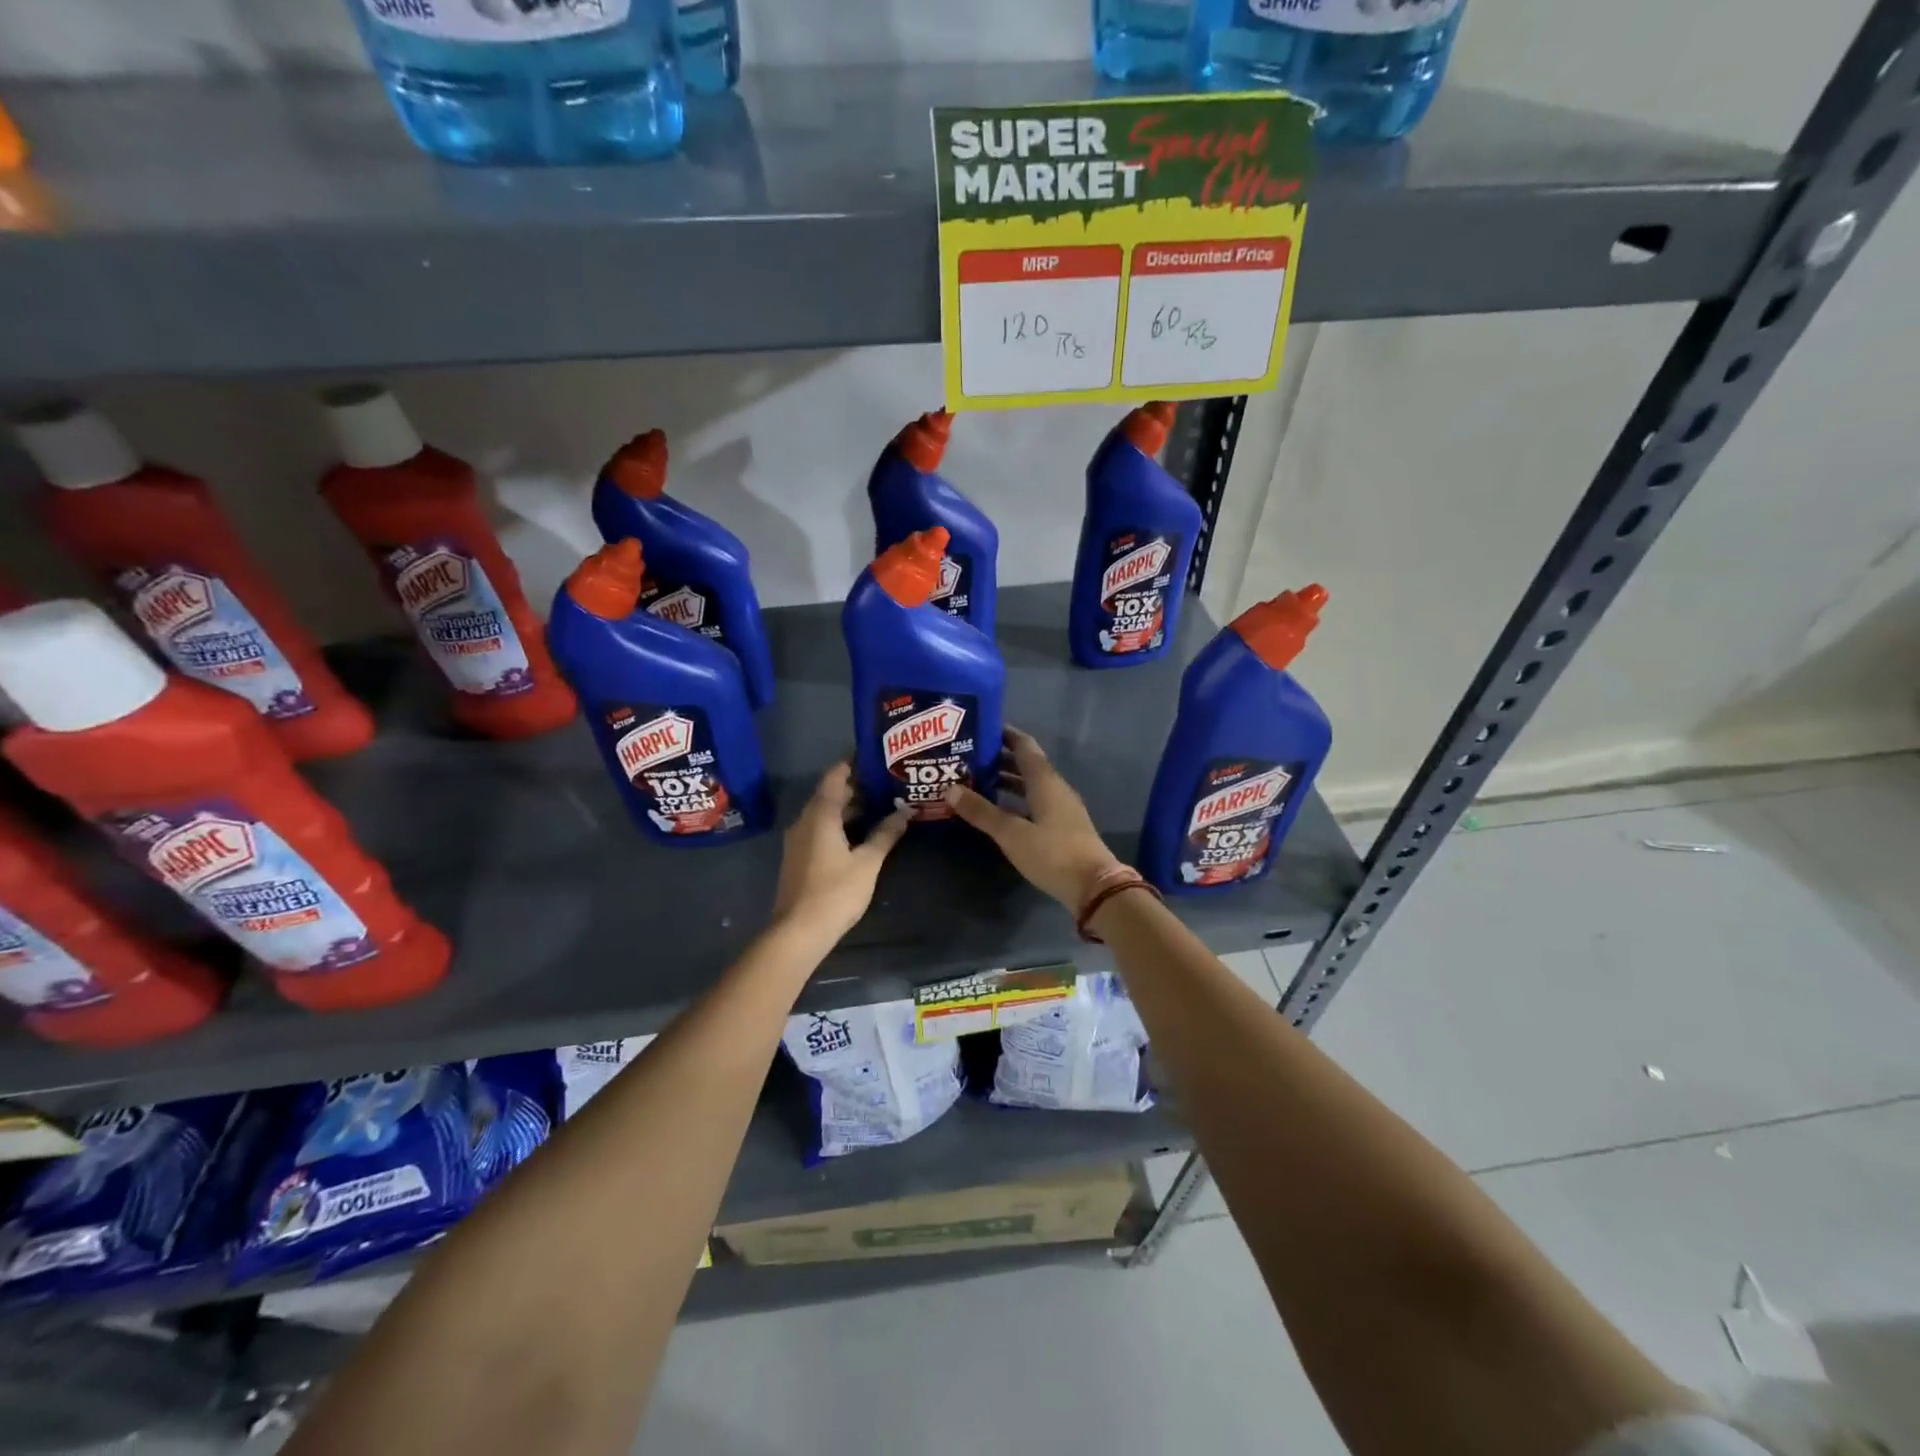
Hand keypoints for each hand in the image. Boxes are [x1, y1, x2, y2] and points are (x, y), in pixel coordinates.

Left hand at [771, 763, 910, 943]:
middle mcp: (805, 820)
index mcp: (820, 814)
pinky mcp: (798, 856)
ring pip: (825, 812)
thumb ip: (886, 834)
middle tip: (887, 782)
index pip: (836, 776)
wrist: (798, 931)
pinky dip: (840, 823)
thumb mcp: (868, 862)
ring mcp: (798, 839)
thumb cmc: (835, 892)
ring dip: (849, 807)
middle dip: (857, 786)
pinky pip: (820, 828)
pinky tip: (861, 832)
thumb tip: (906, 811)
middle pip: (830, 793)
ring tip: (881, 804)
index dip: (854, 763)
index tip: (877, 757)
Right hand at [943, 727, 1123, 909]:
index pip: (1024, 745)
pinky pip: (1035, 802)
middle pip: (1026, 764)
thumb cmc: (1052, 853)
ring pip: (1030, 784)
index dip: (1004, 734)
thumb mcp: (1011, 833)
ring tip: (976, 781)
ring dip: (1006, 780)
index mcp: (1045, 781)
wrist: (1094, 886)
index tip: (979, 728)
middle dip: (998, 758)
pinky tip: (998, 810)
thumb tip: (950, 789)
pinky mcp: (1062, 826)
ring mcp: (1061, 807)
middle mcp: (1055, 787)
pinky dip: (1015, 800)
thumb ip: (982, 811)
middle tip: (968, 757)